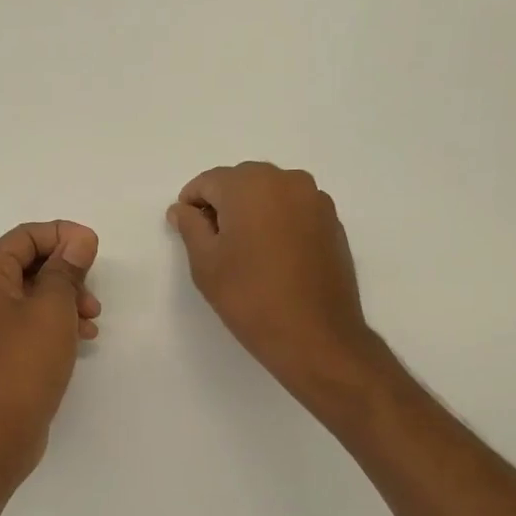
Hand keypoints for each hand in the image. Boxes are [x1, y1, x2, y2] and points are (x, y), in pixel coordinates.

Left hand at [0, 220, 100, 478]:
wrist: (1, 430)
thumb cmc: (26, 362)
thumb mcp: (53, 307)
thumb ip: (67, 268)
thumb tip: (78, 238)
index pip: (25, 235)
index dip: (63, 235)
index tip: (94, 249)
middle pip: (29, 263)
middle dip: (67, 272)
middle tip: (93, 293)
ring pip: (33, 293)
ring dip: (66, 298)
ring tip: (92, 320)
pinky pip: (30, 320)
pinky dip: (56, 321)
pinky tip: (82, 338)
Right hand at [168, 163, 381, 404]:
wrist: (315, 335)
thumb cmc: (250, 297)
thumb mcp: (205, 263)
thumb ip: (190, 227)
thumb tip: (183, 209)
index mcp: (250, 185)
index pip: (209, 181)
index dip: (192, 204)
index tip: (188, 232)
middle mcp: (286, 180)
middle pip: (242, 181)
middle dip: (224, 204)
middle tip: (215, 244)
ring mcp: (315, 199)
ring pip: (270, 193)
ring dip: (252, 211)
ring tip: (246, 251)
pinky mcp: (332, 222)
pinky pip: (294, 209)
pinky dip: (278, 222)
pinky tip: (274, 257)